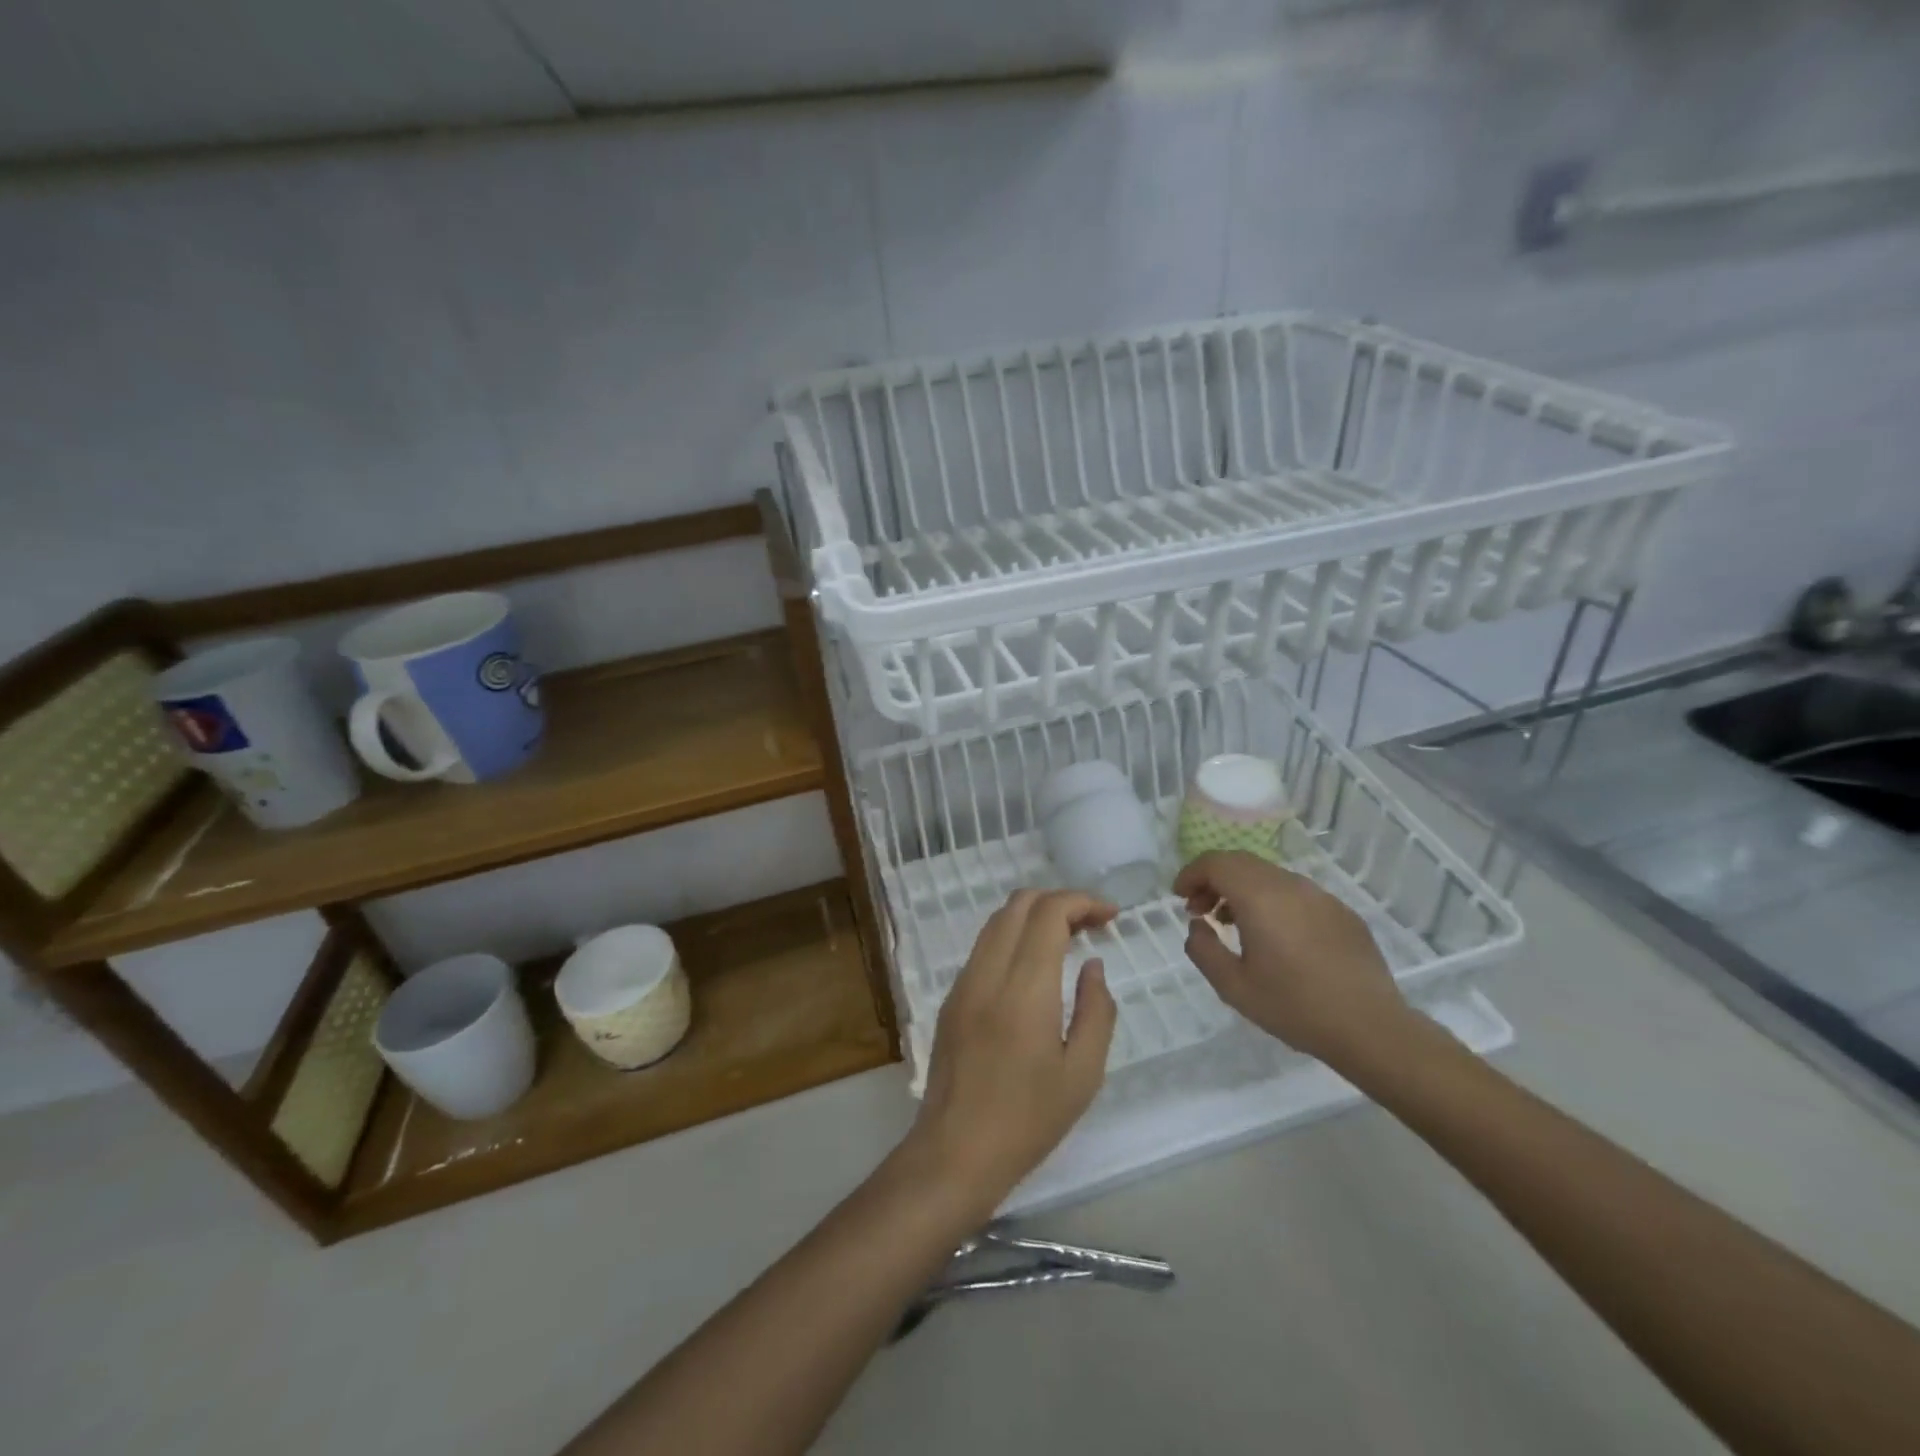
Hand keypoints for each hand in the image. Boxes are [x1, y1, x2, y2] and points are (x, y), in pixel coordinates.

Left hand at [906, 890, 1118, 1211]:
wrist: (955, 1152)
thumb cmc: (1028, 1120)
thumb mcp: (1082, 1073)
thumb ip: (1097, 1011)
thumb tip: (1092, 965)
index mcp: (1024, 989)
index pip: (1049, 912)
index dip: (1082, 902)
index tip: (1112, 916)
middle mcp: (988, 972)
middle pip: (1019, 903)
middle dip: (1060, 901)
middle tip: (1093, 925)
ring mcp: (963, 982)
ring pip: (997, 920)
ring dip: (1034, 915)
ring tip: (1068, 939)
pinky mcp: (951, 998)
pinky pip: (984, 946)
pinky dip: (1013, 936)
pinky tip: (1034, 967)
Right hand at [1174, 851, 1414, 1069]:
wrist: (1371, 1028)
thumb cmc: (1295, 1007)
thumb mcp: (1233, 986)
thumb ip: (1203, 950)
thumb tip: (1198, 926)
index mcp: (1260, 897)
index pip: (1216, 862)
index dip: (1191, 873)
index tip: (1179, 897)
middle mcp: (1290, 885)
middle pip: (1241, 863)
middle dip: (1213, 880)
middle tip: (1200, 911)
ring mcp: (1321, 896)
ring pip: (1269, 876)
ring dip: (1242, 890)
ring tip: (1233, 924)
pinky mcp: (1341, 912)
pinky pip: (1296, 894)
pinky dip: (1272, 901)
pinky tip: (1275, 937)